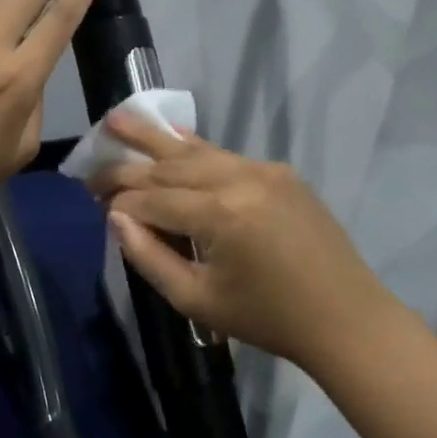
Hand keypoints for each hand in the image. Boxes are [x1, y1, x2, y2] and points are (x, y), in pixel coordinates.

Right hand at [96, 115, 395, 372]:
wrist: (345, 318)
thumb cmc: (267, 319)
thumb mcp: (197, 300)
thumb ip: (149, 256)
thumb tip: (116, 218)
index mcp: (220, 215)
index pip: (153, 200)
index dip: (120, 203)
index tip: (93, 203)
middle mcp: (240, 179)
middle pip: (169, 168)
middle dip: (127, 169)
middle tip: (91, 168)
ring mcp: (263, 170)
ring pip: (196, 151)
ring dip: (154, 139)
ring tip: (116, 119)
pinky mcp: (279, 173)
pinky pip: (226, 155)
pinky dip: (194, 148)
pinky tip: (171, 135)